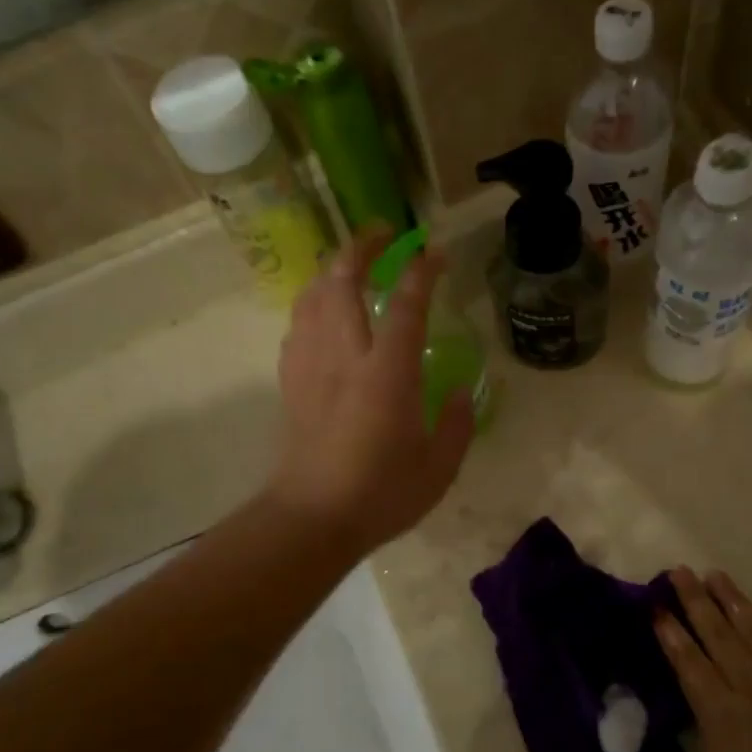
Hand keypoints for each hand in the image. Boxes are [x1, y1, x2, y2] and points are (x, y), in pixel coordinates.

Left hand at [268, 231, 474, 555]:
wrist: (312, 518)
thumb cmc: (381, 495)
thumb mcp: (439, 467)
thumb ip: (456, 423)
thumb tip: (460, 393)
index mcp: (387, 374)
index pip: (405, 304)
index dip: (422, 271)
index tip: (435, 251)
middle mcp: (344, 357)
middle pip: (341, 280)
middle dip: (362, 247)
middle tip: (383, 233)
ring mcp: (310, 366)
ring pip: (311, 296)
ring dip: (331, 269)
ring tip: (350, 263)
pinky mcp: (291, 382)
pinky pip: (297, 325)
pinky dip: (312, 304)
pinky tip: (322, 312)